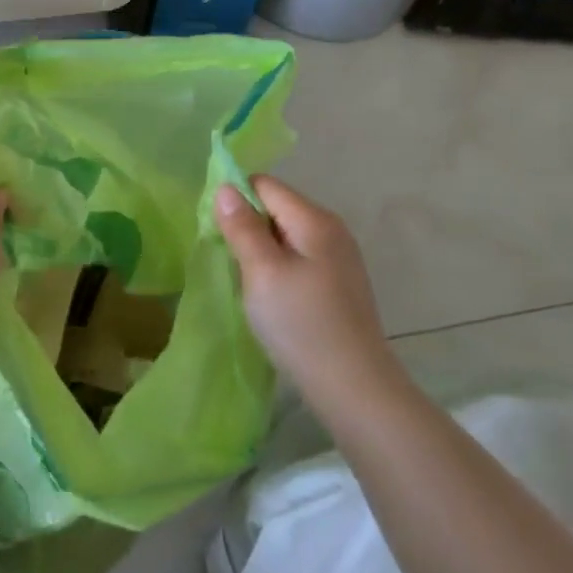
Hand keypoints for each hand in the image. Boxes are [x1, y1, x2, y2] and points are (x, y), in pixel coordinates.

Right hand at [215, 177, 402, 405]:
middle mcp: (332, 230)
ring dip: (260, 250)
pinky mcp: (339, 284)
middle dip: (247, 226)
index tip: (218, 233)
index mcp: (314, 220)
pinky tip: (272, 298)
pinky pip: (298, 259)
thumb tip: (225, 187)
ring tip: (248, 282)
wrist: (354, 388)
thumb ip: (242, 227)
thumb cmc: (301, 324)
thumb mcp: (262, 272)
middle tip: (230, 261)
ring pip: (286, 236)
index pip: (265, 185)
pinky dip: (278, 268)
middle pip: (276, 208)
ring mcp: (339, 258)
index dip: (235, 199)